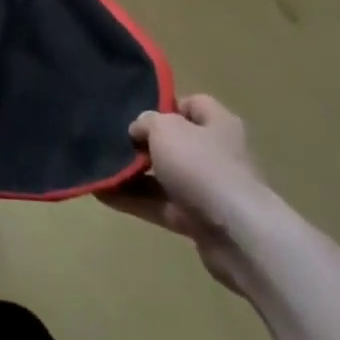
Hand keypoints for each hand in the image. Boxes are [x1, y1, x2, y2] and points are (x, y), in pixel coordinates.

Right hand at [98, 94, 273, 292]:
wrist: (239, 235)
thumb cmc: (202, 166)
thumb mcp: (165, 129)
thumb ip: (147, 122)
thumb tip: (139, 130)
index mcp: (218, 124)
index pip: (192, 104)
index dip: (164, 105)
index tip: (136, 112)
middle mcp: (217, 154)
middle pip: (175, 142)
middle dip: (144, 144)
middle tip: (113, 141)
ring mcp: (209, 189)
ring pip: (164, 176)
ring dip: (134, 175)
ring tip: (100, 169)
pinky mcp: (199, 221)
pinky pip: (160, 205)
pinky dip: (134, 200)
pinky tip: (103, 194)